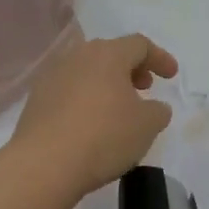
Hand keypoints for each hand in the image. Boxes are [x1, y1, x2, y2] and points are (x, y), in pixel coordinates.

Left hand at [10, 34, 178, 197]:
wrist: (44, 164)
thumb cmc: (104, 136)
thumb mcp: (147, 126)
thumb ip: (158, 111)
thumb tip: (154, 107)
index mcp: (108, 54)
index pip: (139, 45)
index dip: (160, 58)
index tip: (171, 76)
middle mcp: (78, 56)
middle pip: (110, 53)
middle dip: (131, 68)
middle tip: (144, 88)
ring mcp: (53, 76)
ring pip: (87, 70)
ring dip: (107, 83)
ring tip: (117, 108)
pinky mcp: (36, 99)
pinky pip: (69, 89)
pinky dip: (85, 98)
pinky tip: (90, 122)